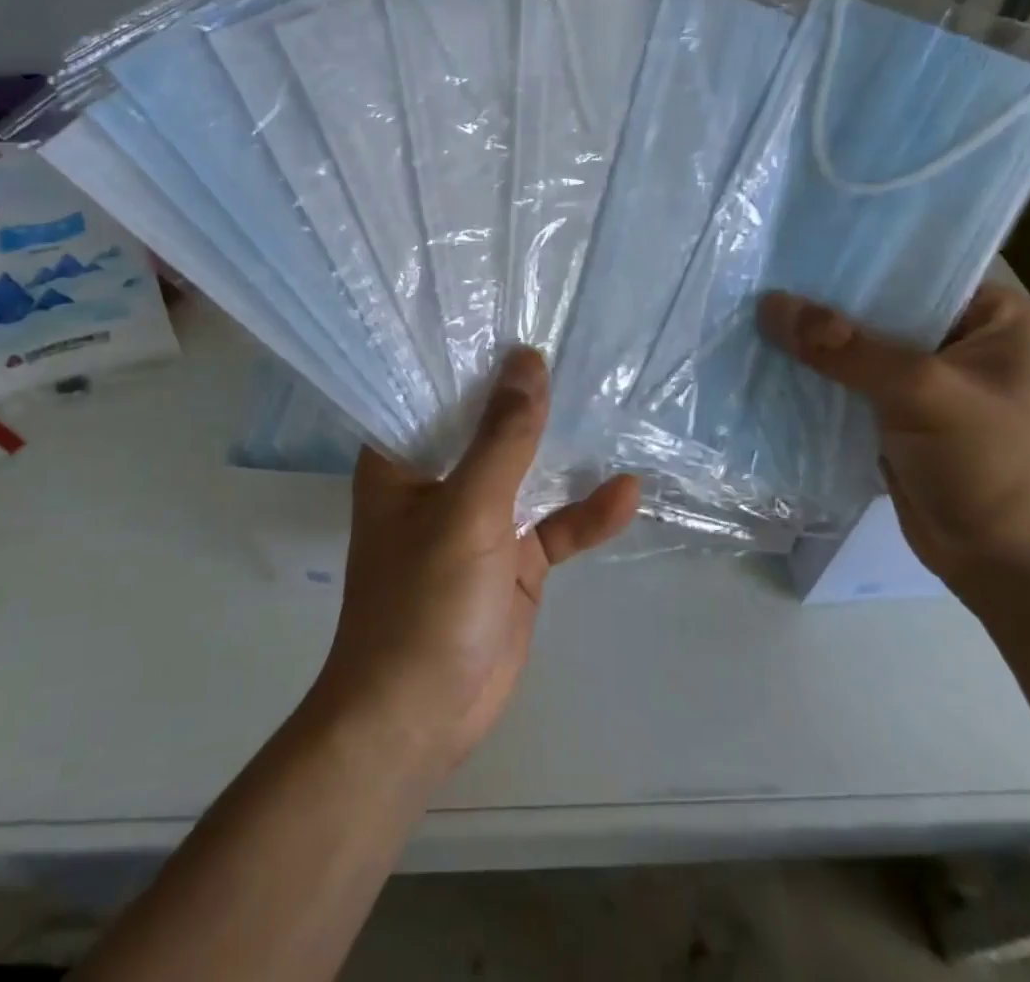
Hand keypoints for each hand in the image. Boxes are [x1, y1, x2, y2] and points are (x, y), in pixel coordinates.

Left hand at [313, 348, 639, 770]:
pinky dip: (586, 513)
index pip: (432, 389)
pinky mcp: (513, 560)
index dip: (468, 353)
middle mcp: (439, 480)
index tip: (511, 312)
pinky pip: (554, 526)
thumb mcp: (467, 509)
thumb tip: (528, 361)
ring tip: (606, 401)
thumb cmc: (423, 601)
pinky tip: (627, 493)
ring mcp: (479, 520)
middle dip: (526, 394)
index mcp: (402, 459)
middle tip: (573, 343)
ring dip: (562, 449)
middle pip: (486, 425)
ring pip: (526, 471)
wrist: (420, 718)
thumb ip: (503, 437)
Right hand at [758, 282, 1029, 603]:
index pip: (920, 273)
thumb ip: (843, 347)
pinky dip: (821, 386)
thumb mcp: (922, 392)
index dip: (859, 266)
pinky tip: (770, 368)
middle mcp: (970, 349)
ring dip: (818, 350)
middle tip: (760, 283)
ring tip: (752, 319)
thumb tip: (770, 304)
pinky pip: (855, 394)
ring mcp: (937, 391)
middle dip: (827, 308)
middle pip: (886, 315)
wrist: (1023, 577)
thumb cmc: (997, 466)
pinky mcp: (907, 427)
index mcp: (1003, 322)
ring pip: (865, 356)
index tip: (794, 252)